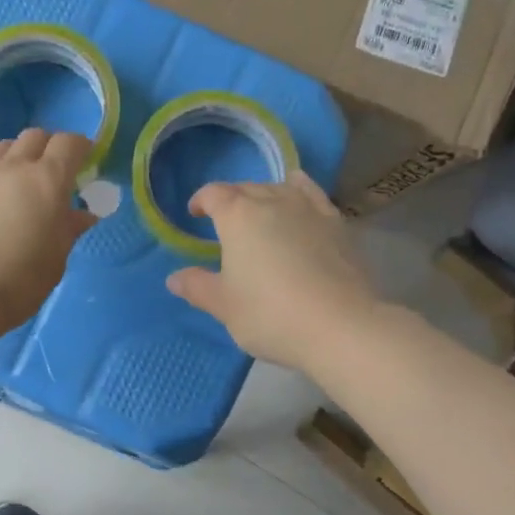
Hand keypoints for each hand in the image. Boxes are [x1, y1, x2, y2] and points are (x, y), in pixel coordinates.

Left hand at [0, 99, 96, 335]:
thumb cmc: (14, 285)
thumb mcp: (54, 262)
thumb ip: (67, 231)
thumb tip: (83, 214)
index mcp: (48, 182)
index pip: (70, 146)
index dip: (81, 147)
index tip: (86, 159)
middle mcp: (15, 165)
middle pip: (37, 138)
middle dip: (50, 148)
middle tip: (54, 172)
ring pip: (5, 143)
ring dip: (19, 151)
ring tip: (21, 170)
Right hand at [164, 170, 379, 372]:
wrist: (340, 326)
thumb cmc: (270, 314)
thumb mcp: (225, 306)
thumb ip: (198, 287)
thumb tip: (174, 278)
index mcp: (238, 216)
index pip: (214, 194)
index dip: (201, 201)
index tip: (194, 214)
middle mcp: (272, 201)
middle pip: (246, 188)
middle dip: (231, 200)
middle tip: (224, 223)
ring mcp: (309, 209)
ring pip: (279, 188)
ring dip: (264, 195)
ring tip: (259, 213)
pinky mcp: (337, 223)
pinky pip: (312, 194)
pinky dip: (300, 189)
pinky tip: (299, 194)